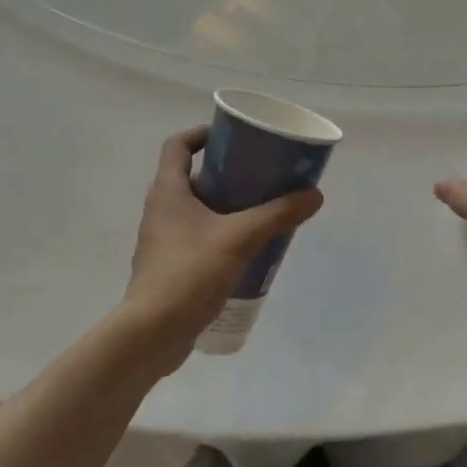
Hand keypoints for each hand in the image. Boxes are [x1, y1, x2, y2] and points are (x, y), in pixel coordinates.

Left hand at [122, 127, 323, 369]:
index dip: (202, 133)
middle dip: (226, 173)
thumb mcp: (240, 238)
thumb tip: (315, 194)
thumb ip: (278, 214)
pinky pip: (197, 237)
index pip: (178, 145)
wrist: (152, 333)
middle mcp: (161, 209)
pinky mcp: (169, 266)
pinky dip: (220, 233)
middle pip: (192, 177)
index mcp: (168, 191)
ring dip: (226, 205)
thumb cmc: (189, 272)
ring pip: (197, 209)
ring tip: (261, 210)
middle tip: (260, 175)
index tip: (232, 136)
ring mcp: (162, 240)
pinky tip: (248, 248)